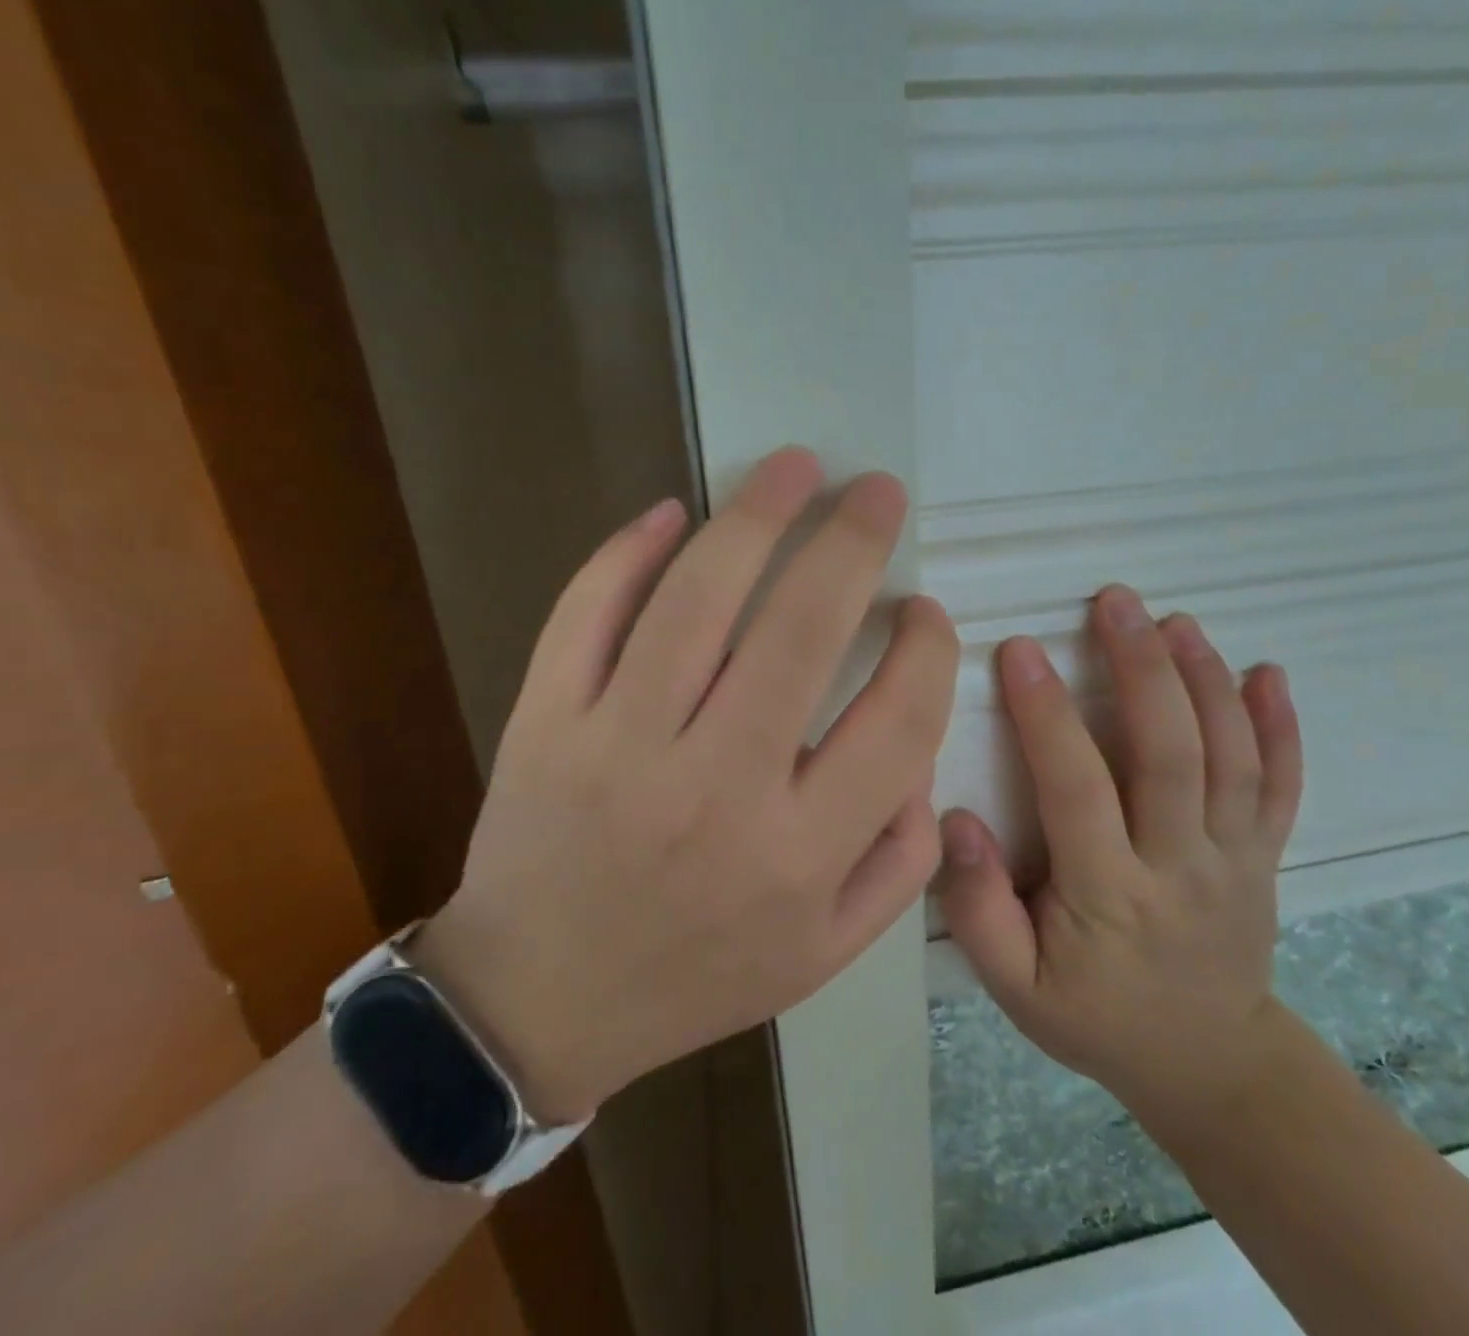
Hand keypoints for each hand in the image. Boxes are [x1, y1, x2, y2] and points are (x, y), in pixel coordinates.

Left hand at [420, 448, 958, 1123]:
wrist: (539, 1001)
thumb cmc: (699, 973)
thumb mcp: (828, 949)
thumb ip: (902, 856)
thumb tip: (918, 744)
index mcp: (800, 852)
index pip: (898, 718)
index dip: (929, 648)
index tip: (924, 612)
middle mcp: (717, 788)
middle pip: (802, 629)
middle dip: (853, 541)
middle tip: (876, 491)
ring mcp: (619, 746)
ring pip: (696, 598)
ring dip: (754, 515)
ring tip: (795, 467)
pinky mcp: (545, 722)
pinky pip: (586, 612)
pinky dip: (627, 551)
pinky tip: (670, 514)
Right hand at [937, 585, 1302, 1146]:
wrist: (1208, 1064)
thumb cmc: (1095, 1017)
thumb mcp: (1016, 988)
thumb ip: (979, 908)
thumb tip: (958, 819)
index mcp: (1111, 896)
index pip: (1077, 789)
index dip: (1047, 715)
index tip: (1019, 649)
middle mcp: (1182, 866)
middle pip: (1170, 755)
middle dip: (1142, 669)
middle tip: (1114, 602)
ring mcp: (1237, 858)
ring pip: (1230, 757)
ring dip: (1205, 680)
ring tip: (1173, 620)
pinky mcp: (1267, 855)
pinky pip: (1283, 786)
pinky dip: (1282, 727)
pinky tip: (1267, 672)